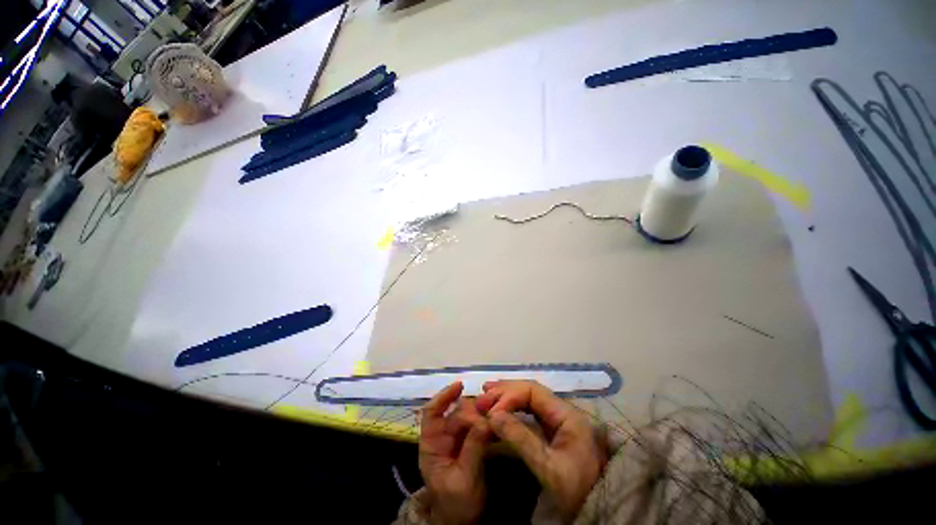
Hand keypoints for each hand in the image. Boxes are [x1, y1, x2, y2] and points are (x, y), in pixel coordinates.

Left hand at [419, 382, 489, 524]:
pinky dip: (485, 423)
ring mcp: (456, 440)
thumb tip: (484, 420)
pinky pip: (477, 427)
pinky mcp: (469, 444)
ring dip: (480, 414)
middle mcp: (443, 437)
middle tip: (490, 410)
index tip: (460, 385)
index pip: (432, 413)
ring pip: (468, 417)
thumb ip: (473, 448)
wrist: (463, 523)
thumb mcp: (464, 478)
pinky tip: (495, 422)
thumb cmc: (456, 505)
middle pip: (455, 413)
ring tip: (494, 414)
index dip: (443, 396)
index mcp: (432, 445)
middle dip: (471, 409)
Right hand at [476, 380, 606, 519]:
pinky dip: (512, 405)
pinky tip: (500, 405)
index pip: (533, 391)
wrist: (596, 508)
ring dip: (506, 395)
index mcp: (566, 414)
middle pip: (530, 390)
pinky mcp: (552, 428)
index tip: (490, 411)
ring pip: (528, 397)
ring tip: (486, 394)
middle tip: (482, 398)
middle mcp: (562, 409)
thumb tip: (493, 416)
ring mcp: (558, 418)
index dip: (509, 396)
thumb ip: (521, 439)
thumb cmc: (575, 489)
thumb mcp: (547, 467)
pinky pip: (529, 408)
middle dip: (505, 392)